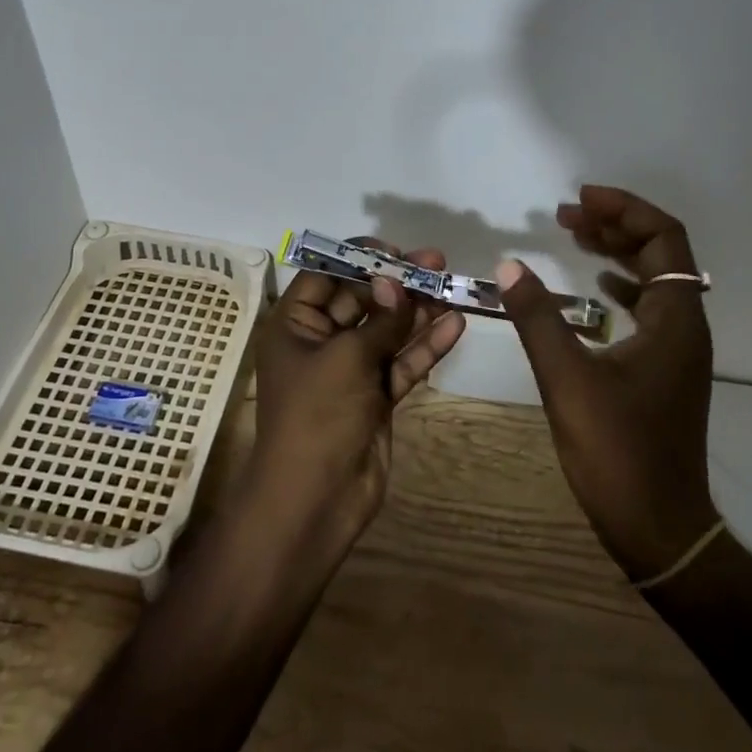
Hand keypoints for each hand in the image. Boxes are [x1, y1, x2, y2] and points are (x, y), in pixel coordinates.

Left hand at [246, 243, 466, 547]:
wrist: (315, 501)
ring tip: (452, 286)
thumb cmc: (317, 416)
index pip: (325, 275)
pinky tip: (456, 325)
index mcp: (295, 324)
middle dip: (398, 282)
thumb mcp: (348, 358)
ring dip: (417, 310)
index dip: (359, 258)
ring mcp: (350, 370)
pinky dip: (426, 346)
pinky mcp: (376, 396)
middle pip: (362, 299)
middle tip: (436, 262)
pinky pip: (402, 362)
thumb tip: (396, 281)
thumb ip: (380, 319)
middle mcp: (321, 341)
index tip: (396, 250)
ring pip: (387, 330)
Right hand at [496, 186, 717, 582]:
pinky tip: (595, 288)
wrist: (661, 528)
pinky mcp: (665, 369)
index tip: (579, 200)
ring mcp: (678, 349)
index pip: (664, 238)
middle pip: (661, 252)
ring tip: (575, 238)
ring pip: (655, 279)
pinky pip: (648, 307)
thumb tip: (509, 266)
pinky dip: (621, 285)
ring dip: (618, 252)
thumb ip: (537, 319)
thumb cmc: (618, 452)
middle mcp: (686, 326)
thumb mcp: (568, 381)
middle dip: (615, 225)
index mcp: (675, 319)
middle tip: (566, 216)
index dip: (624, 209)